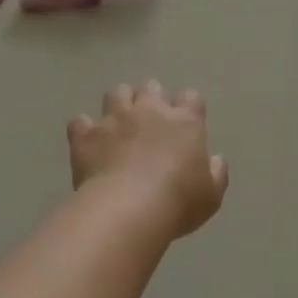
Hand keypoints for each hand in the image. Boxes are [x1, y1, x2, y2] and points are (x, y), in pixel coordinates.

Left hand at [69, 81, 228, 238]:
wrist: (127, 210)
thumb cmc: (178, 202)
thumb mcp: (211, 195)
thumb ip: (217, 173)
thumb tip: (215, 160)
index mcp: (185, 122)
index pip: (191, 97)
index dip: (188, 107)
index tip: (186, 123)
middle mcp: (150, 110)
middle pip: (152, 87)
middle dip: (152, 99)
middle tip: (150, 121)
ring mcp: (114, 119)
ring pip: (116, 92)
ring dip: (119, 104)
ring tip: (118, 123)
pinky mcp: (86, 134)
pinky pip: (80, 122)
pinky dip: (84, 129)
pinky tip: (87, 142)